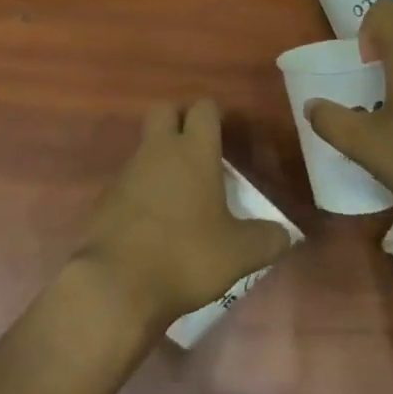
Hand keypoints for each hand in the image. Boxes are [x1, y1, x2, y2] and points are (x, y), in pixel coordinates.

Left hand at [72, 100, 293, 333]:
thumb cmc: (185, 256)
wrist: (115, 284)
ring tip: (182, 195)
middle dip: (180, 120)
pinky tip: (155, 223)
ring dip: (161, 159)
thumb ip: (267, 240)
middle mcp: (158, 150)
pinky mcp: (106, 198)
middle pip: (165, 110)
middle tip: (199, 150)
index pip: (204, 108)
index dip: (215, 116)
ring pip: (146, 146)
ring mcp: (128, 172)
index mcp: (194, 151)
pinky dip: (142, 191)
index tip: (225, 135)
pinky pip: (129, 180)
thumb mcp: (239, 254)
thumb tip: (286, 234)